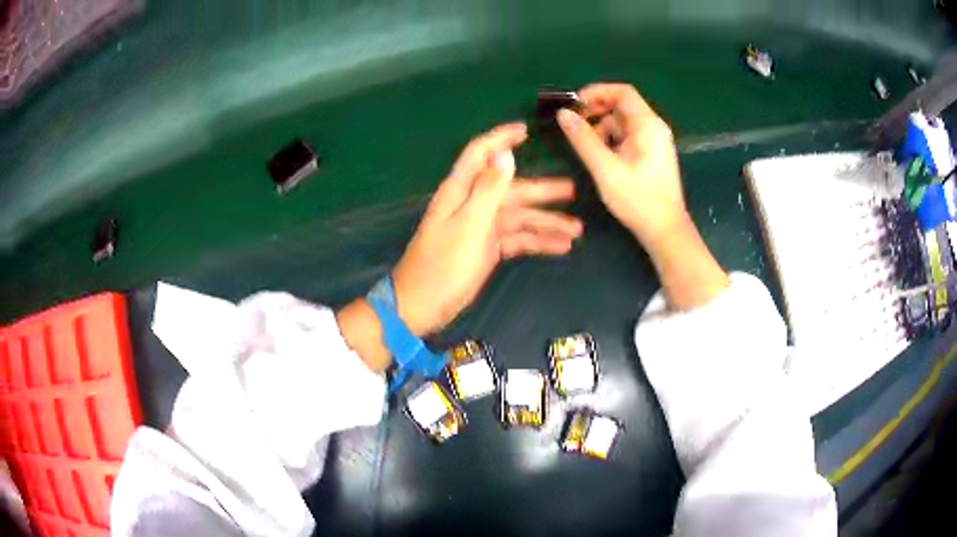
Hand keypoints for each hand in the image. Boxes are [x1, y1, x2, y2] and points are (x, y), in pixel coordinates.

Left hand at [392, 122, 582, 334]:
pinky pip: (517, 239)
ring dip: (546, 222)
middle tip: (573, 191)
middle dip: (541, 190)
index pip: (481, 154)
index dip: (501, 139)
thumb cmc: (443, 266)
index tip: (526, 130)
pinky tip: (560, 247)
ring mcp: (480, 228)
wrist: (422, 307)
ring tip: (576, 230)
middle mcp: (472, 204)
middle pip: (510, 189)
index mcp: (461, 192)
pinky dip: (537, 242)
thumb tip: (505, 153)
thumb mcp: (469, 226)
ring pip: (518, 217)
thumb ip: (488, 189)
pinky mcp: (486, 249)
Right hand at [557, 83, 686, 243]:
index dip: (597, 92)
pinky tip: (602, 158)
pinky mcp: (652, 155)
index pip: (622, 92)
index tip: (575, 104)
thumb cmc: (638, 199)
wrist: (665, 230)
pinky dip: (612, 140)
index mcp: (648, 125)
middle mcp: (654, 128)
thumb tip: (563, 114)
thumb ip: (583, 139)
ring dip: (602, 128)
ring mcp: (655, 142)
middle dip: (597, 112)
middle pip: (622, 106)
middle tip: (574, 126)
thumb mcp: (605, 168)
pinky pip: (629, 137)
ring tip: (587, 148)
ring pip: (623, 123)